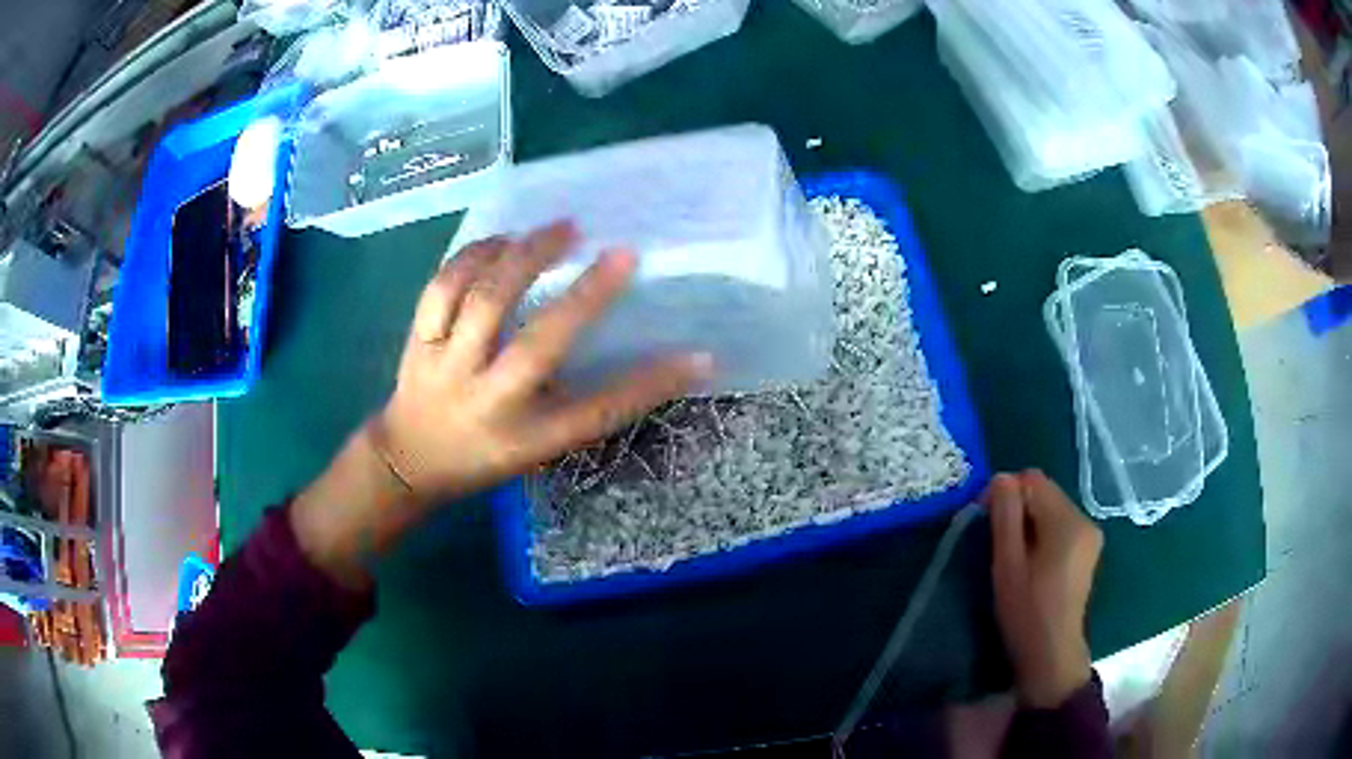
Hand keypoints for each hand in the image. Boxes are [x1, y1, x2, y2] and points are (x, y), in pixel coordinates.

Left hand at [292, 221, 710, 588]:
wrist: (406, 463)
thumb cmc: (483, 456)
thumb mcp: (536, 447)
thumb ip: (575, 404)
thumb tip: (638, 361)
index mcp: (527, 438)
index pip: (597, 413)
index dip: (648, 385)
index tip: (697, 355)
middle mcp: (489, 403)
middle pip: (539, 346)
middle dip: (586, 297)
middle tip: (622, 253)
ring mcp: (446, 370)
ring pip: (484, 303)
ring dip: (526, 258)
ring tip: (560, 229)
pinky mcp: (416, 344)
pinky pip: (441, 289)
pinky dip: (473, 257)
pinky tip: (501, 239)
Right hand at [983, 470, 1102, 707]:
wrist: (1051, 654)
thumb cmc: (1026, 610)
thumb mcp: (1007, 563)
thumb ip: (1005, 516)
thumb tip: (1001, 478)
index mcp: (1068, 521)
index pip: (1033, 480)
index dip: (1005, 492)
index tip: (985, 522)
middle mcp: (1085, 519)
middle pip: (1045, 493)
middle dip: (1018, 508)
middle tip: (996, 542)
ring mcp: (1090, 536)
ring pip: (1052, 509)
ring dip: (1029, 522)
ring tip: (1013, 555)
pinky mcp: (1088, 551)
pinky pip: (1061, 526)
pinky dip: (1043, 534)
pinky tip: (1032, 563)